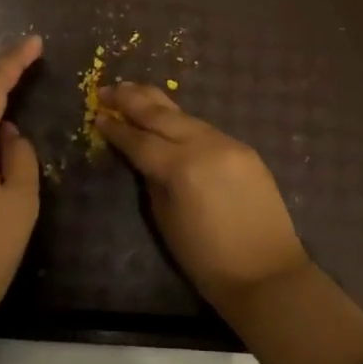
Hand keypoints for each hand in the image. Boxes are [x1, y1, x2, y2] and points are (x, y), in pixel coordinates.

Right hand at [95, 82, 309, 310]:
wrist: (266, 273)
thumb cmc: (206, 258)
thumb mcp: (166, 219)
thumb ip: (153, 180)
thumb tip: (145, 158)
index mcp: (180, 168)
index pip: (139, 140)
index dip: (116, 128)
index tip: (96, 114)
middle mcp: (205, 146)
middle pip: (161, 114)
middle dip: (131, 99)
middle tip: (107, 89)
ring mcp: (228, 144)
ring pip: (185, 115)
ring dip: (157, 103)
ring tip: (133, 92)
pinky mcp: (244, 150)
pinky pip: (206, 129)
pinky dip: (182, 121)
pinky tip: (169, 118)